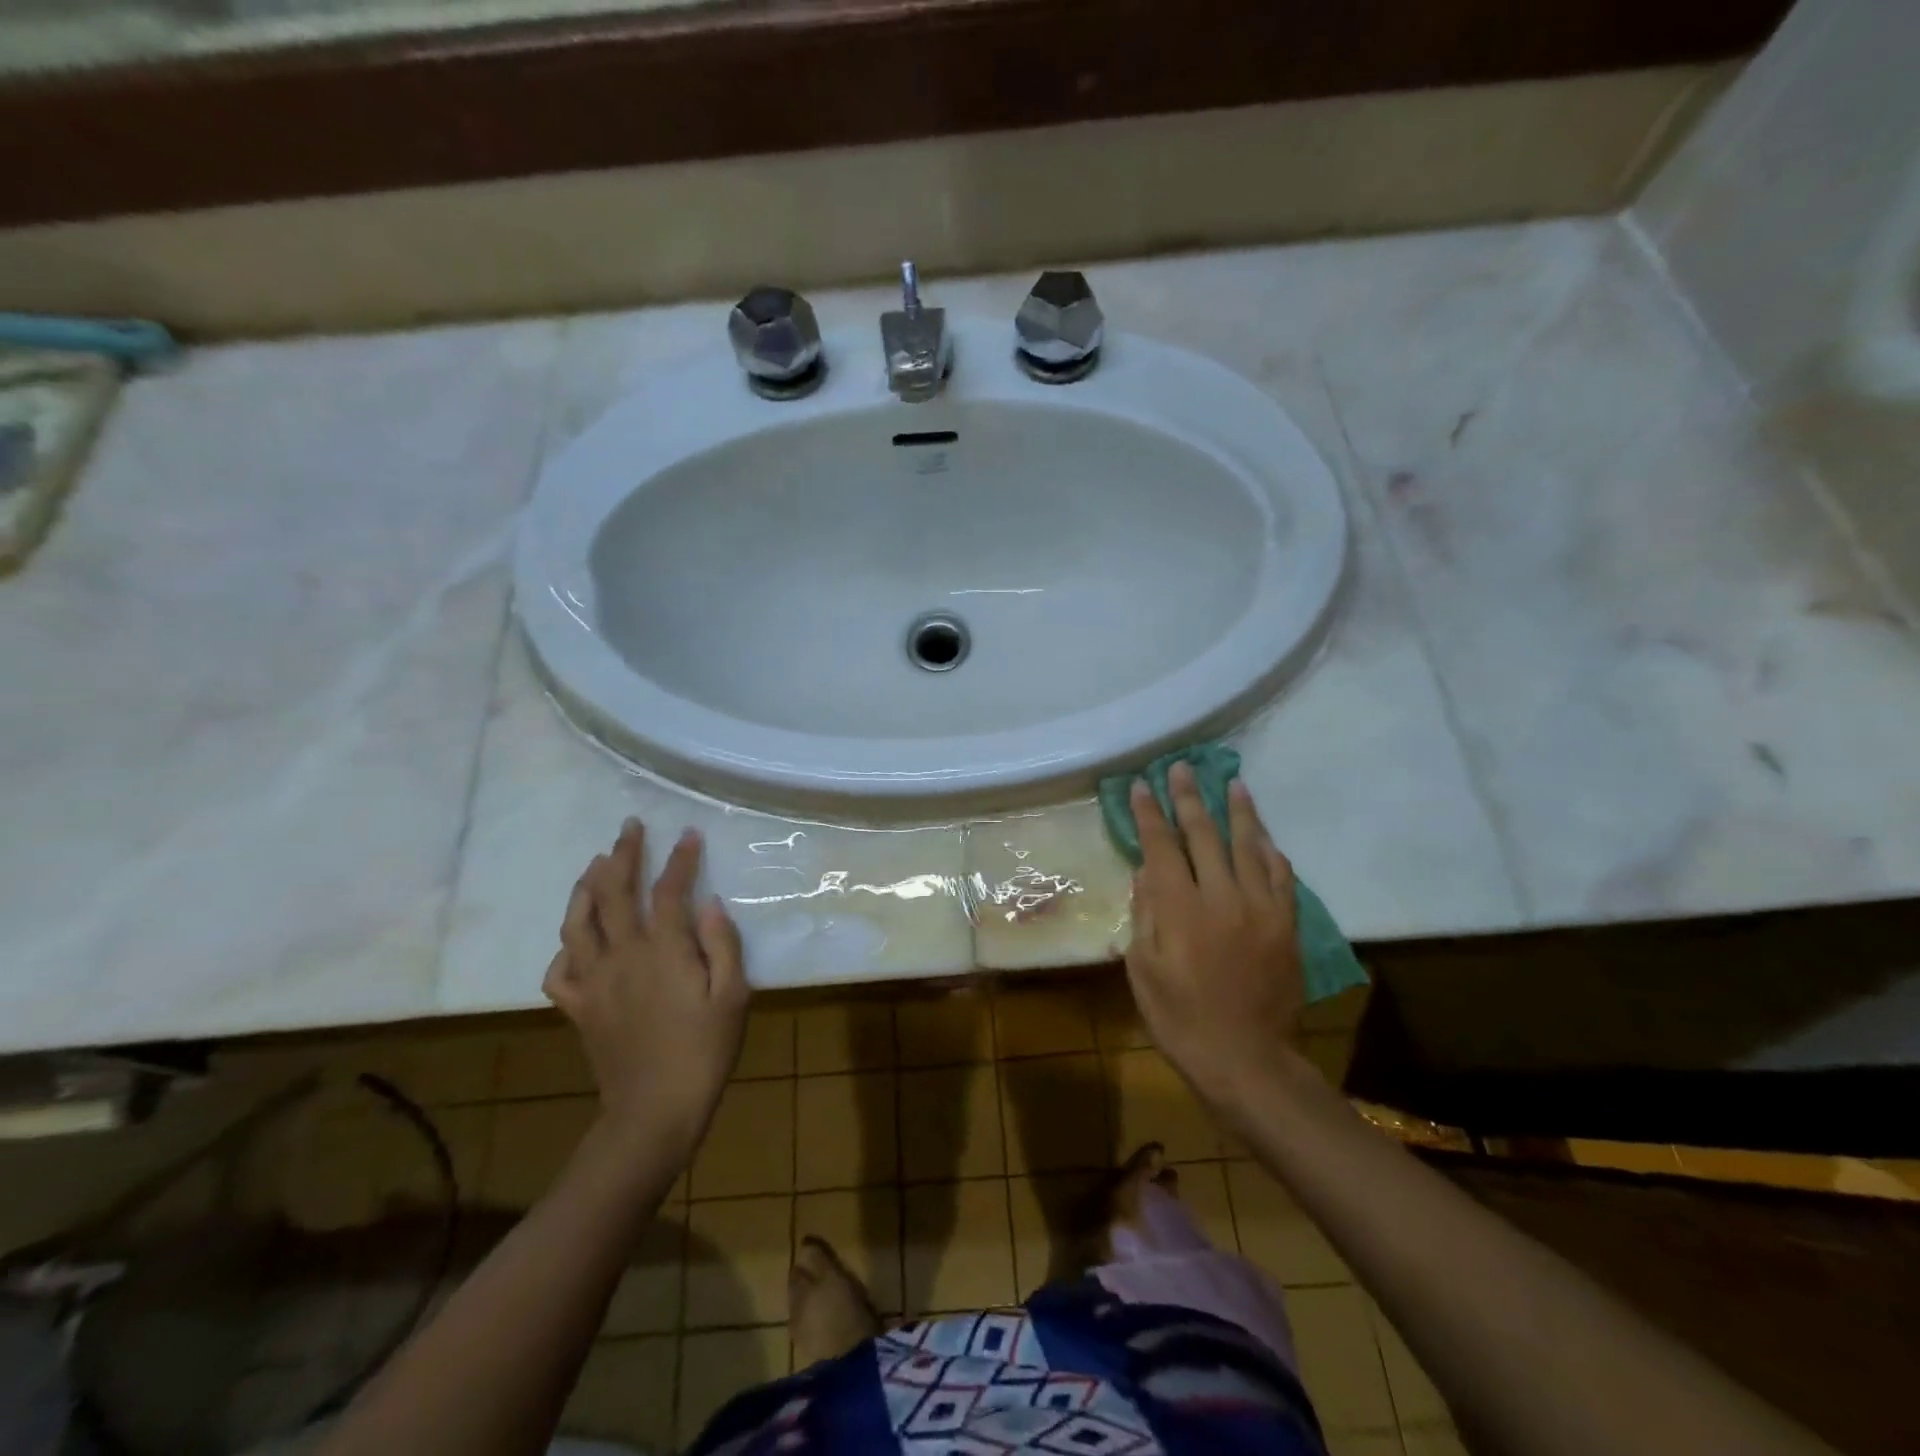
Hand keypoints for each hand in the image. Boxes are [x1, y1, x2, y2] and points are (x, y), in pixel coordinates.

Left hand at [544, 818, 748, 1166]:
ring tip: (594, 865)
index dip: (679, 860)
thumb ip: (722, 944)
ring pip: (577, 923)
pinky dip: (564, 947)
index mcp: (664, 950)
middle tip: (629, 828)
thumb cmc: (704, 1051)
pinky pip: (558, 970)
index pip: (668, 891)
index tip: (688, 835)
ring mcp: (594, 981)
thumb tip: (710, 902)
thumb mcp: (733, 996)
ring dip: (584, 887)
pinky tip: (575, 939)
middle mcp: (622, 956)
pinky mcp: (578, 1008)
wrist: (653, 1111)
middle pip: (614, 893)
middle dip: (623, 855)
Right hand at [1124, 764, 1307, 1111]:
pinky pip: (1281, 877)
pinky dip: (1270, 852)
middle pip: (1204, 835)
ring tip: (1231, 783)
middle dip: (1189, 798)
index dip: (1150, 813)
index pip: (1161, 846)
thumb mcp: (1143, 969)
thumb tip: (1147, 872)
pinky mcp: (1286, 925)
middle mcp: (1222, 897)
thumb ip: (1145, 914)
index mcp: (1180, 908)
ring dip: (1238, 812)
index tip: (1143, 785)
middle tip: (1181, 768)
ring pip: (1249, 846)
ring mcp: (1260, 908)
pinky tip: (1263, 837)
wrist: (1245, 1059)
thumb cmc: (1179, 1018)